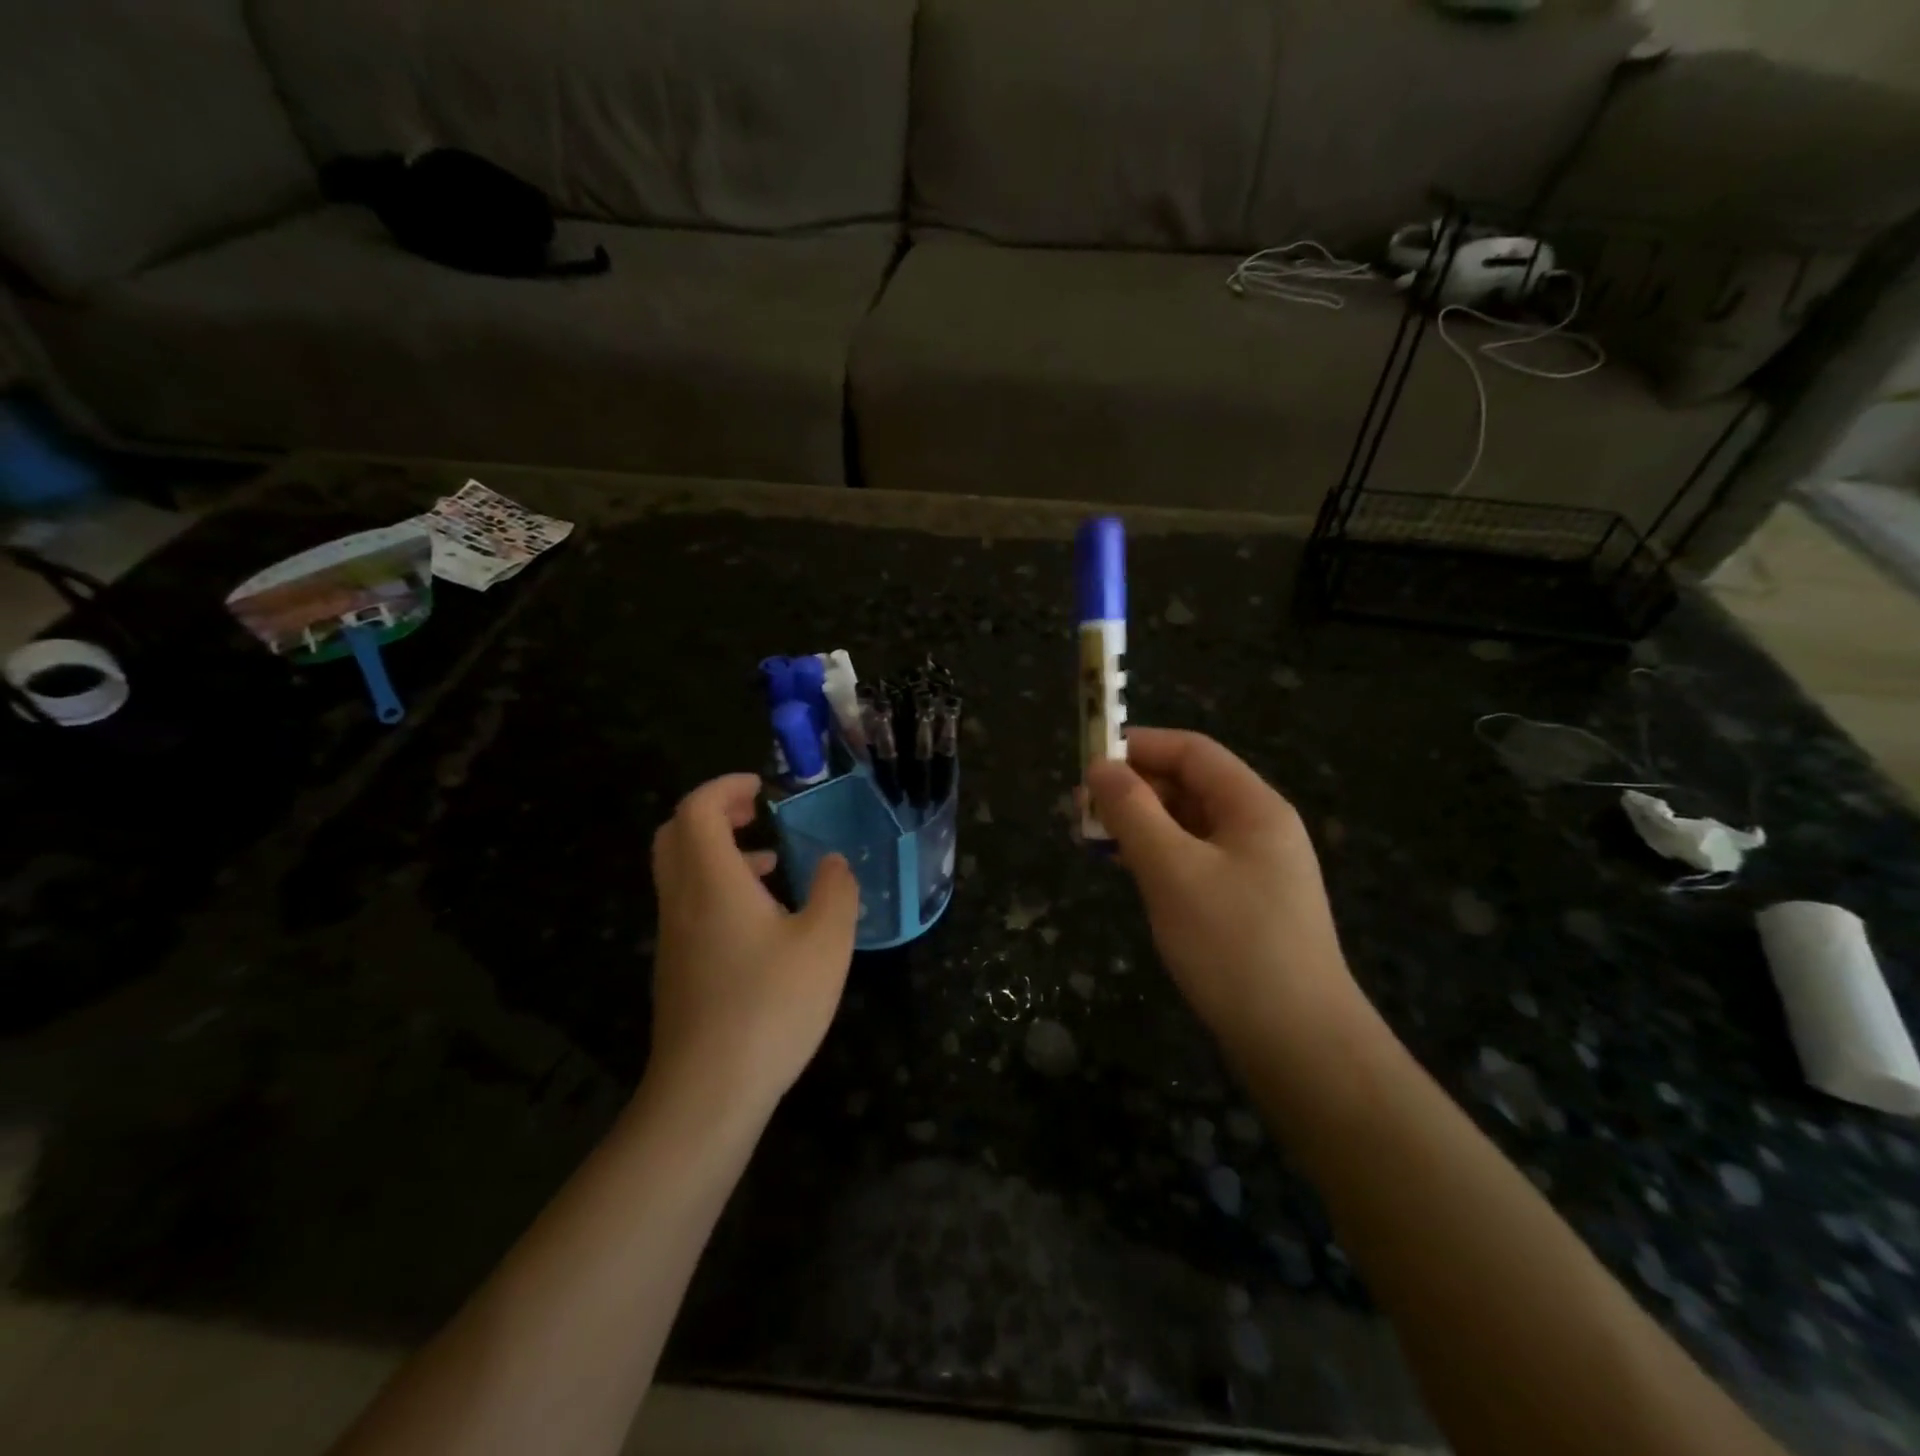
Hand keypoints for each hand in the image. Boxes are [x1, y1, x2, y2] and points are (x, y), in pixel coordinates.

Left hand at [647, 773, 859, 1115]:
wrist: (708, 1091)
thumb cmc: (771, 1006)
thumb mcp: (826, 943)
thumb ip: (837, 891)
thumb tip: (834, 863)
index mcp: (713, 881)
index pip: (697, 809)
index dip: (726, 787)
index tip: (763, 788)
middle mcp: (682, 900)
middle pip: (676, 834)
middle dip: (715, 812)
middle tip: (757, 813)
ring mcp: (673, 936)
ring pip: (680, 870)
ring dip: (719, 852)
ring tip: (773, 864)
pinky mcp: (676, 967)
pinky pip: (688, 903)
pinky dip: (717, 887)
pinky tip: (763, 921)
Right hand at [1086, 729, 1365, 1062]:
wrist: (1298, 1044)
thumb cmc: (1233, 945)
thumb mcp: (1173, 870)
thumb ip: (1133, 812)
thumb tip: (1100, 766)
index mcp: (1253, 807)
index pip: (1192, 751)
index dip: (1140, 746)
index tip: (1088, 760)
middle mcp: (1258, 829)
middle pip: (1190, 787)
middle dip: (1134, 789)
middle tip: (1079, 809)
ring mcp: (1253, 870)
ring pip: (1187, 827)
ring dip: (1140, 825)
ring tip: (1092, 839)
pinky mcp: (1243, 906)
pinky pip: (1193, 862)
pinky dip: (1156, 858)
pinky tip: (1126, 871)